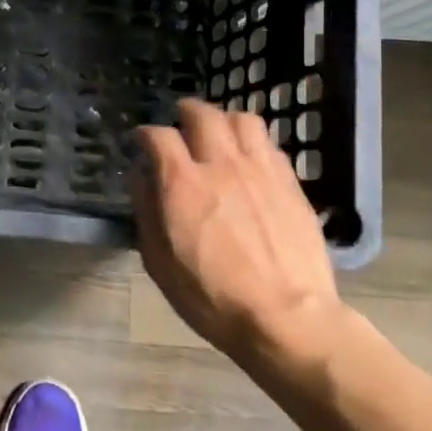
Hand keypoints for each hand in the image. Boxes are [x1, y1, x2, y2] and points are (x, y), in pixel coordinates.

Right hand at [130, 99, 343, 369]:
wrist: (287, 318)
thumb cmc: (212, 298)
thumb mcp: (159, 263)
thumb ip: (146, 211)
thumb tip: (140, 177)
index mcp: (182, 184)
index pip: (159, 136)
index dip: (146, 134)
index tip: (142, 141)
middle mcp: (221, 165)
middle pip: (203, 115)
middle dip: (186, 112)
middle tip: (180, 121)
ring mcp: (261, 171)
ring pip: (243, 120)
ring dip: (224, 120)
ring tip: (219, 134)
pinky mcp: (291, 184)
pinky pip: (270, 145)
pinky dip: (253, 142)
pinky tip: (250, 159)